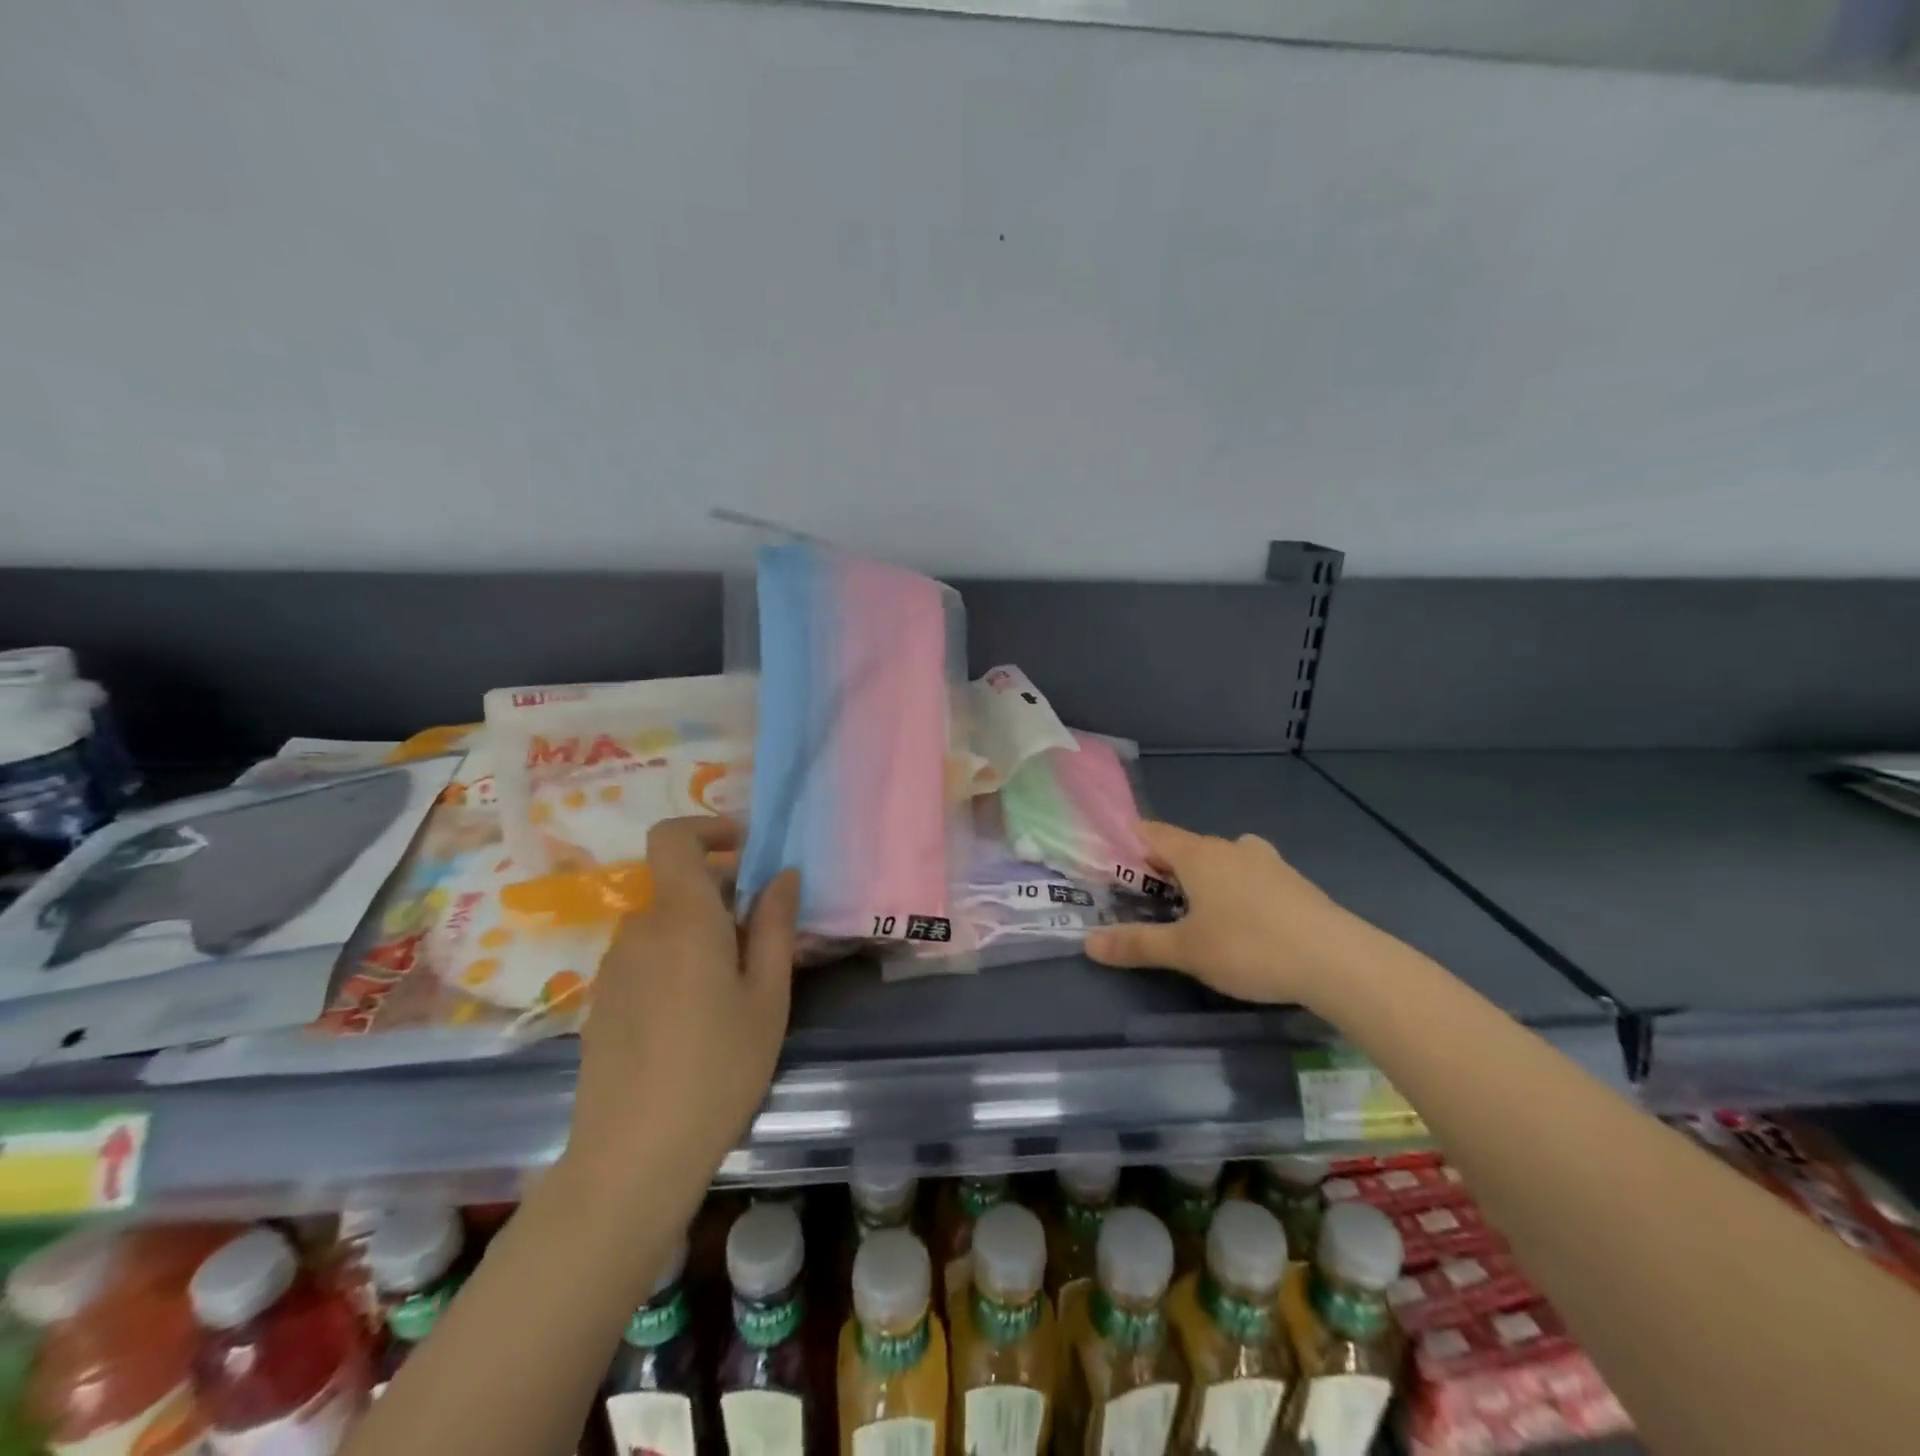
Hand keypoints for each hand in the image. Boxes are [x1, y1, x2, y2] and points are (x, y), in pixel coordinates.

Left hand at [564, 816, 799, 1202]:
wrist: (631, 1158)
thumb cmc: (718, 1070)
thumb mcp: (767, 997)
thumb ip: (775, 926)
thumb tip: (783, 874)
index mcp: (683, 918)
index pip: (672, 838)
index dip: (708, 829)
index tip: (747, 851)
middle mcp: (640, 930)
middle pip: (679, 885)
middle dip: (723, 895)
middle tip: (764, 940)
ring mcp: (614, 967)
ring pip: (665, 925)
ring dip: (701, 933)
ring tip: (735, 987)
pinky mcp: (602, 1001)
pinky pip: (646, 957)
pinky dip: (676, 962)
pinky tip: (696, 1019)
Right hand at [1084, 821, 1364, 1007]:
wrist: (1338, 961)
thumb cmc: (1249, 947)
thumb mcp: (1186, 951)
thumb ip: (1137, 945)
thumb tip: (1087, 943)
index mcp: (1198, 854)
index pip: (1152, 833)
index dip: (1128, 843)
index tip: (1111, 865)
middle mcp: (1230, 848)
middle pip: (1186, 847)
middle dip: (1164, 867)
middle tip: (1147, 898)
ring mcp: (1267, 862)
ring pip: (1222, 860)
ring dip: (1203, 877)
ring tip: (1195, 911)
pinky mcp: (1294, 883)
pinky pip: (1250, 876)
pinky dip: (1235, 889)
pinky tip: (1242, 922)